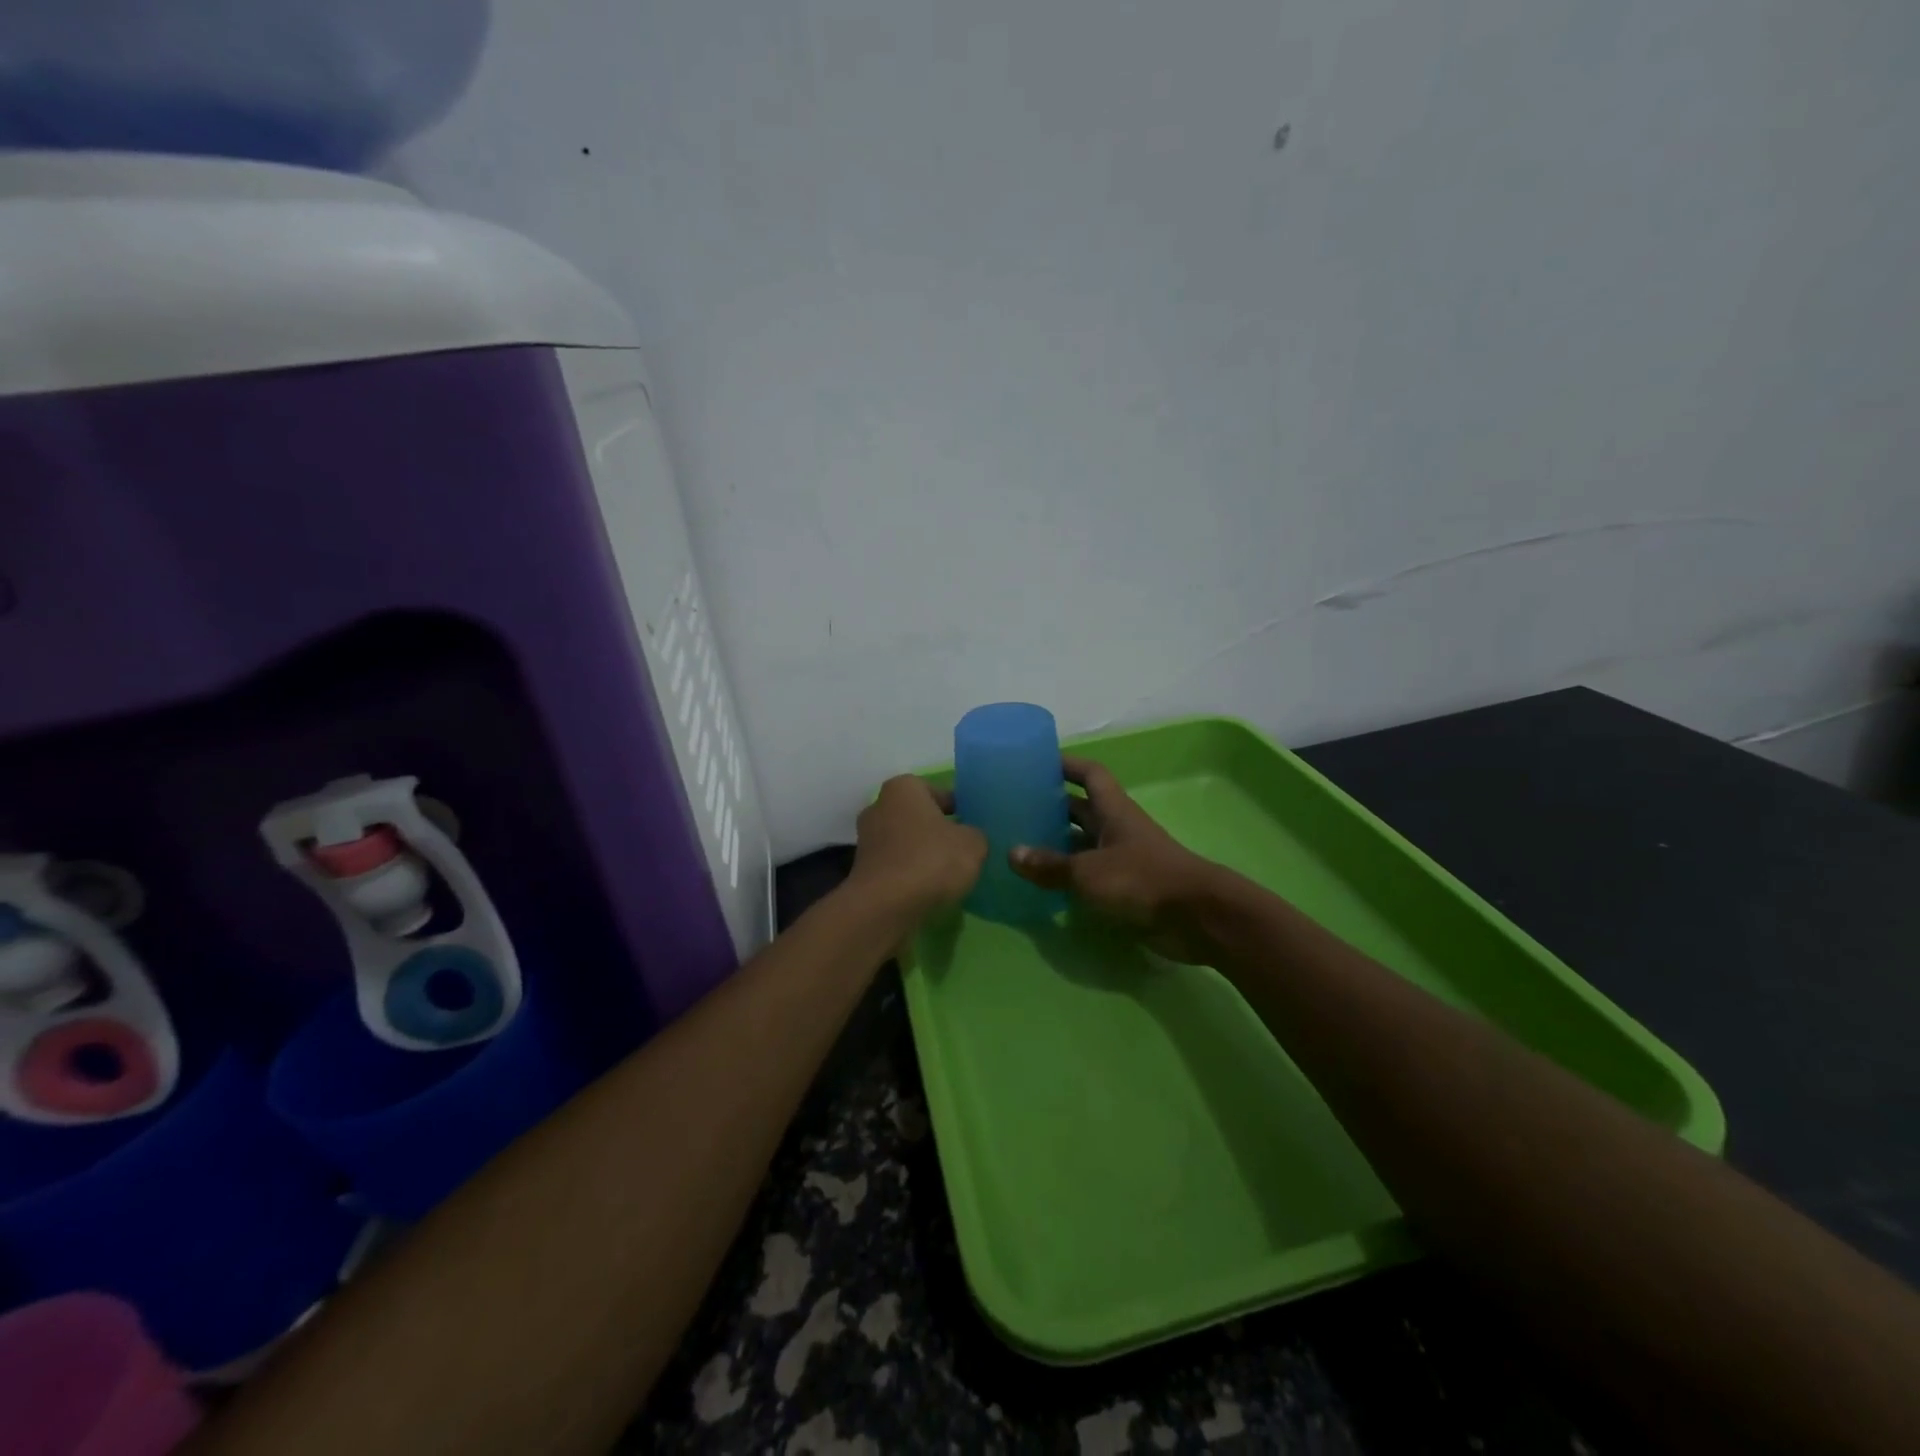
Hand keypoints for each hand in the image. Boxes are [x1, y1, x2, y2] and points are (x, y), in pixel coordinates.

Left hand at [851, 776, 987, 919]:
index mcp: (903, 788)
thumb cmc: (931, 861)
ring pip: (905, 842)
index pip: (937, 791)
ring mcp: (866, 840)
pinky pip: (895, 866)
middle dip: (937, 831)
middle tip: (962, 849)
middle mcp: (879, 807)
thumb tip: (969, 837)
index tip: (973, 825)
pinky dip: (910, 874)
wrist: (885, 907)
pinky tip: (928, 890)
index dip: (958, 807)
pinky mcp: (862, 870)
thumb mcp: (973, 844)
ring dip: (923, 854)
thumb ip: (975, 834)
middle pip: (917, 816)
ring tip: (948, 874)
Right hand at [1009, 756, 1222, 962]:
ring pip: (1084, 842)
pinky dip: (1069, 875)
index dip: (1066, 764)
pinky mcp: (1127, 886)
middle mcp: (1117, 828)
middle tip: (1016, 809)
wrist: (1196, 917)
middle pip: (1082, 808)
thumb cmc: (1142, 879)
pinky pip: (1090, 873)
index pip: (1089, 774)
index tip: (1037, 762)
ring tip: (1020, 845)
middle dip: (1052, 806)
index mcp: (1113, 810)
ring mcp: (1123, 857)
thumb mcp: (1088, 872)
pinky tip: (1043, 883)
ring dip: (1058, 843)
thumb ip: (1050, 865)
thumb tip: (1012, 854)